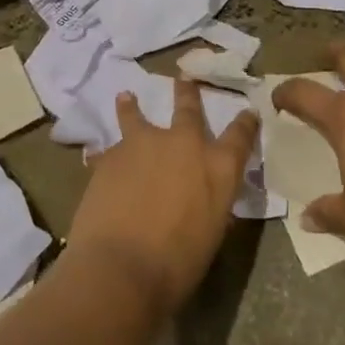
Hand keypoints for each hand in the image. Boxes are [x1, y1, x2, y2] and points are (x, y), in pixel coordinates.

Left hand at [67, 78, 259, 319]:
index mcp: (218, 167)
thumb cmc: (178, 264)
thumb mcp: (210, 234)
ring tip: (126, 97)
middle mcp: (184, 144)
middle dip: (188, 93)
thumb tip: (202, 199)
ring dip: (132, 107)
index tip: (248, 111)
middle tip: (184, 79)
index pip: (240, 136)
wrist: (123, 266)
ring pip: (138, 116)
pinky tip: (96, 158)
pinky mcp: (111, 155)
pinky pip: (109, 151)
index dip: (246, 123)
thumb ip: (209, 206)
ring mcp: (144, 144)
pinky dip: (106, 155)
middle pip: (188, 109)